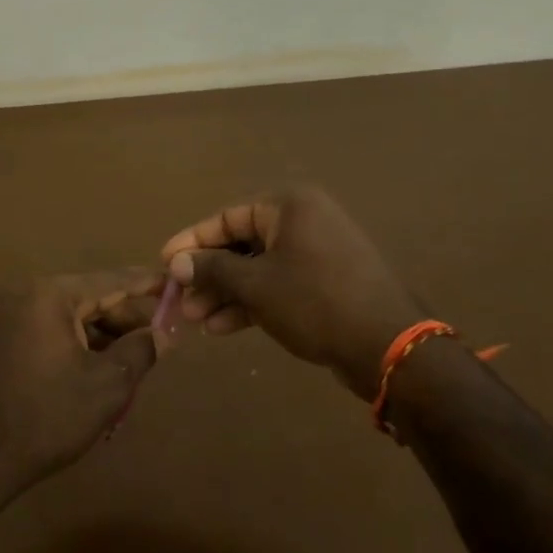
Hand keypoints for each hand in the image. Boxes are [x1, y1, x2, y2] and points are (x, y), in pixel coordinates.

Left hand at [0, 271, 159, 509]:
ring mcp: (14, 319)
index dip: (147, 284)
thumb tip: (164, 332)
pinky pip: (55, 334)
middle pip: (92, 299)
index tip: (176, 284)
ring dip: (106, 338)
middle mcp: (30, 297)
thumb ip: (140, 350)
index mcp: (52, 295)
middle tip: (163, 337)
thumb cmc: (47, 416)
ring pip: (74, 319)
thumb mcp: (106, 385)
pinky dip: (82, 347)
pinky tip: (103, 372)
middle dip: (127, 320)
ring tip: (137, 361)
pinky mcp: (7, 343)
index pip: (112, 281)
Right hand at [161, 187, 421, 399]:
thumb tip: (177, 264)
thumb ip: (213, 270)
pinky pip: (278, 284)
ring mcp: (317, 252)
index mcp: (289, 206)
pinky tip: (223, 327)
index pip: (227, 218)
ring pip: (259, 268)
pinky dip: (252, 302)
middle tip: (180, 302)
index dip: (192, 242)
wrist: (387, 346)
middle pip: (242, 244)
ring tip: (197, 320)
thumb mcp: (256, 286)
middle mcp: (303, 220)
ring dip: (227, 293)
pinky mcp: (326, 282)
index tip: (165, 263)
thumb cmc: (314, 302)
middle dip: (209, 275)